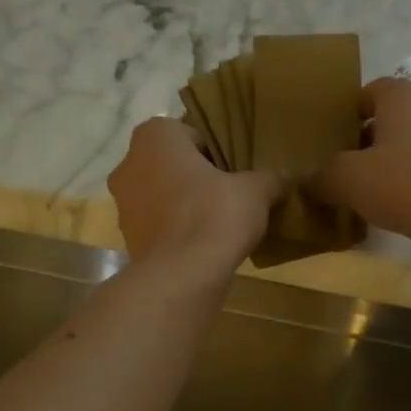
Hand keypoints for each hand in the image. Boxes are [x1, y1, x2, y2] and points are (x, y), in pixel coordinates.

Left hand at [109, 118, 282, 274]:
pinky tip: (200, 246)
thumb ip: (271, 178)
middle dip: (197, 179)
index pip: (192, 135)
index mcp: (155, 136)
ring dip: (183, 206)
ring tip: (216, 225)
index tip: (236, 175)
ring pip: (161, 196)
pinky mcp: (128, 238)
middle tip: (229, 198)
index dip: (218, 154)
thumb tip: (288, 176)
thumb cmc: (215, 215)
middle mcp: (129, 162)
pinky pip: (157, 226)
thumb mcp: (256, 191)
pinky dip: (175, 232)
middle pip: (172, 165)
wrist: (183, 274)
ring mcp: (122, 204)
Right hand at [311, 78, 410, 263]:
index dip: (349, 111)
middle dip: (364, 143)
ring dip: (385, 169)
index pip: (371, 91)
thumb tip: (305, 182)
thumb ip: (322, 177)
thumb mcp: (346, 178)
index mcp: (403, 98)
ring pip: (407, 151)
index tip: (331, 137)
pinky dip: (405, 190)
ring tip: (360, 194)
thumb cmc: (401, 182)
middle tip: (338, 168)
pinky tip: (388, 213)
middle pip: (389, 122)